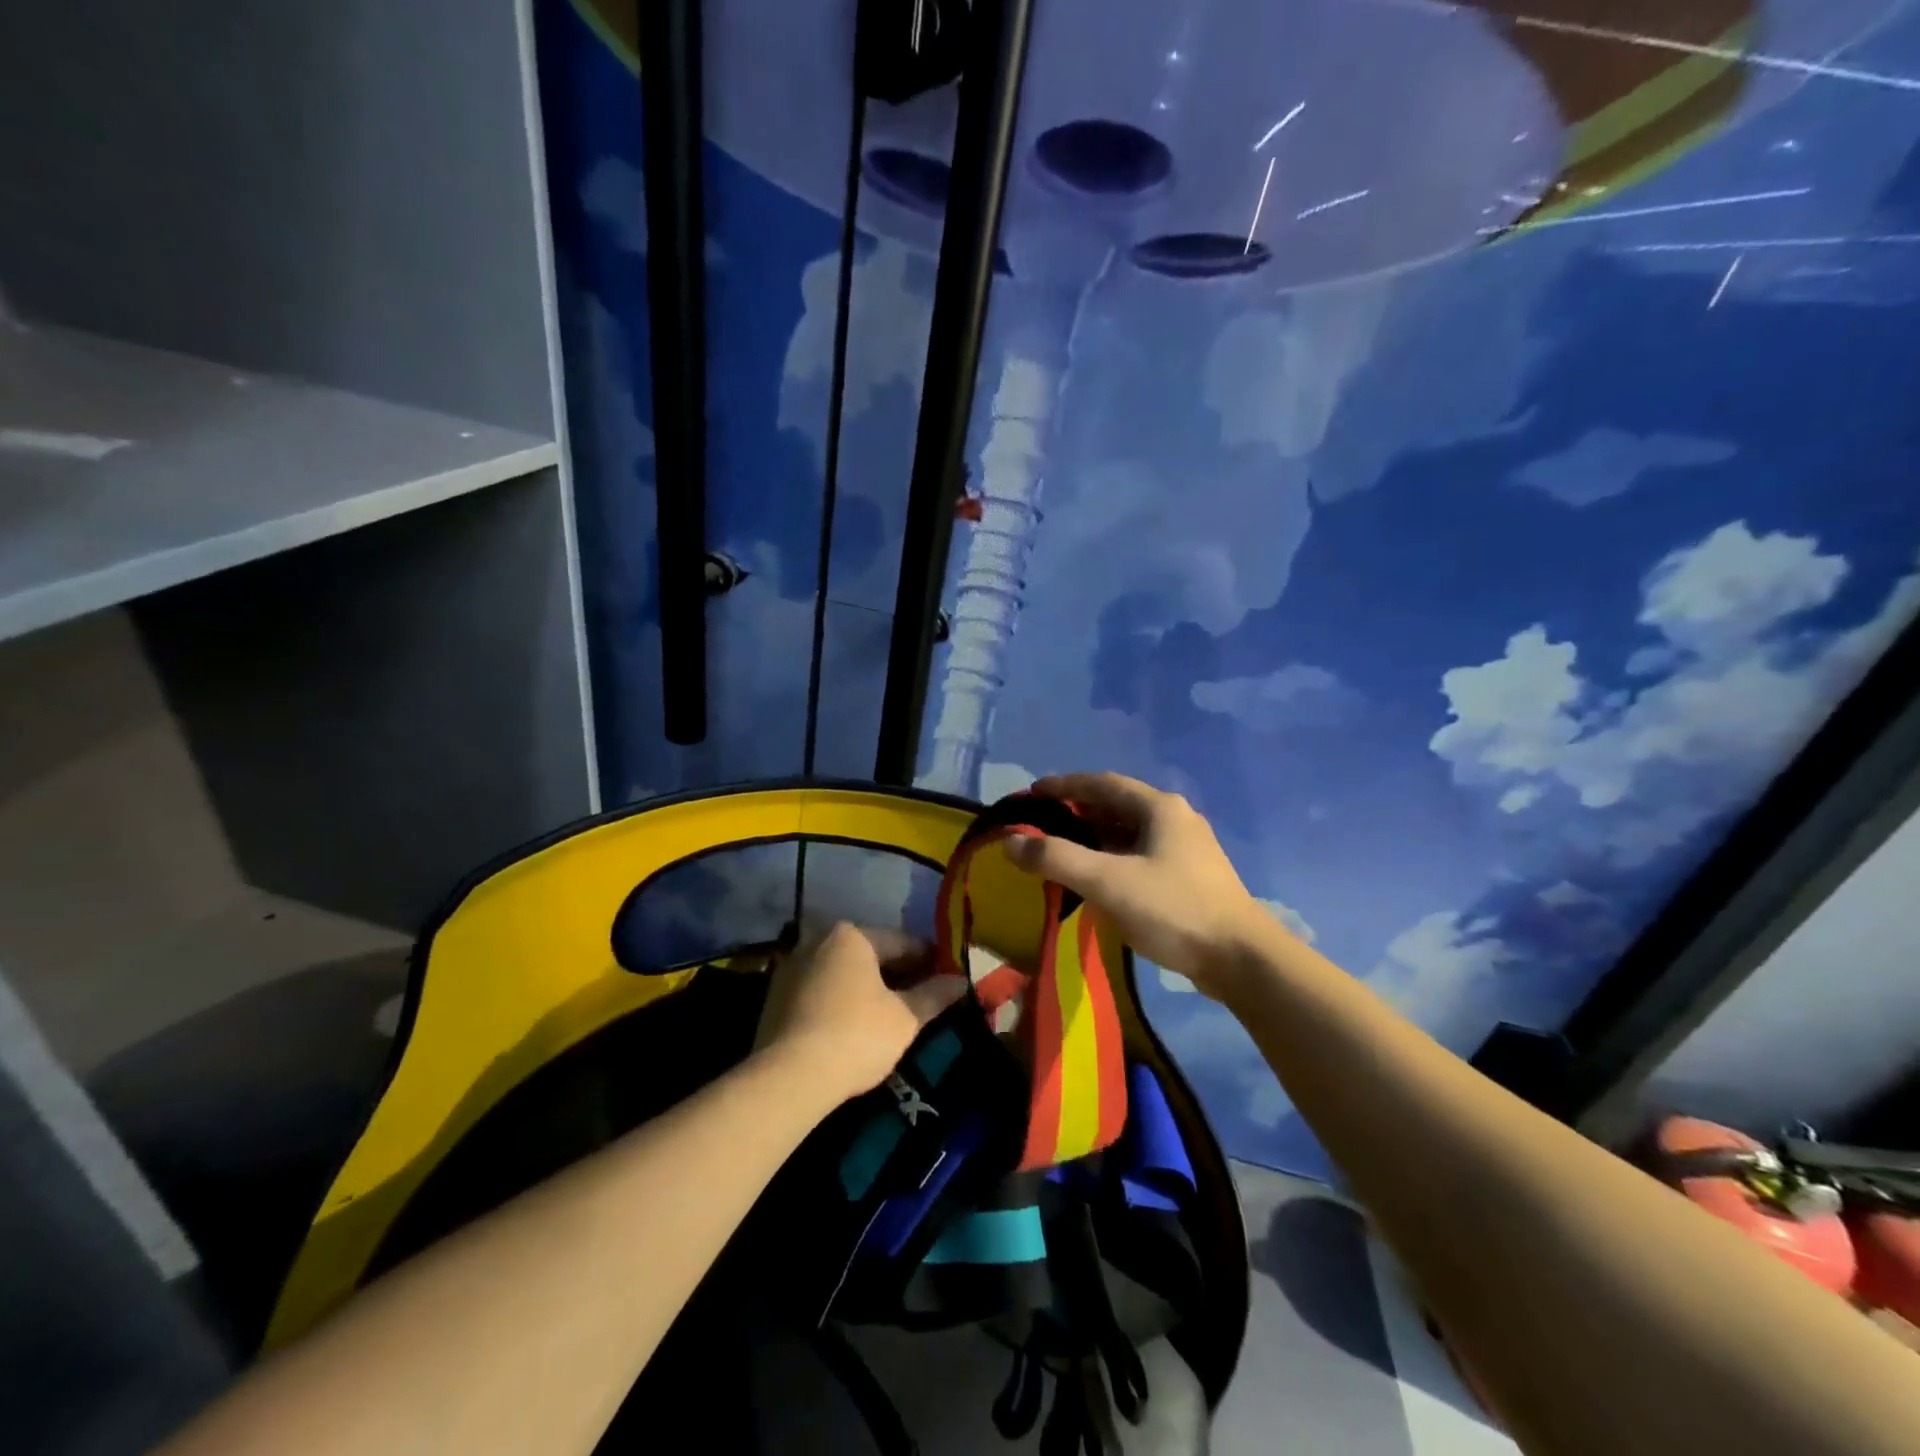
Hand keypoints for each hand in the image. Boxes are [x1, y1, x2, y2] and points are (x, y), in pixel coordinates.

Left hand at [753, 923, 965, 1106]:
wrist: (787, 1078)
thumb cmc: (856, 1036)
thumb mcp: (905, 1018)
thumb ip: (934, 995)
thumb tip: (961, 981)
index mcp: (852, 935)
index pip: (903, 942)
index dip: (929, 961)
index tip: (947, 978)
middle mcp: (818, 940)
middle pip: (870, 955)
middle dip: (897, 974)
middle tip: (922, 999)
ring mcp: (792, 967)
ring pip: (843, 973)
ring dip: (867, 988)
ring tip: (890, 1016)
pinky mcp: (775, 997)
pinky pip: (820, 991)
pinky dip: (841, 1001)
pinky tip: (854, 1027)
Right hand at [1004, 773, 1281, 998]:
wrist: (1241, 959)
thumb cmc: (1173, 910)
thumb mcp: (1107, 881)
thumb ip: (1056, 858)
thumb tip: (1010, 840)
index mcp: (1159, 807)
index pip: (1101, 783)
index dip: (1064, 785)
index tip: (1031, 794)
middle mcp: (1175, 818)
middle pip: (1116, 804)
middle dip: (1077, 811)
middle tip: (1041, 824)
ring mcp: (1188, 848)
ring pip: (1130, 831)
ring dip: (1095, 836)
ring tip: (1062, 850)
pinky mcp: (1191, 876)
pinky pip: (1141, 854)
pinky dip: (1113, 857)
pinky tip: (1099, 879)